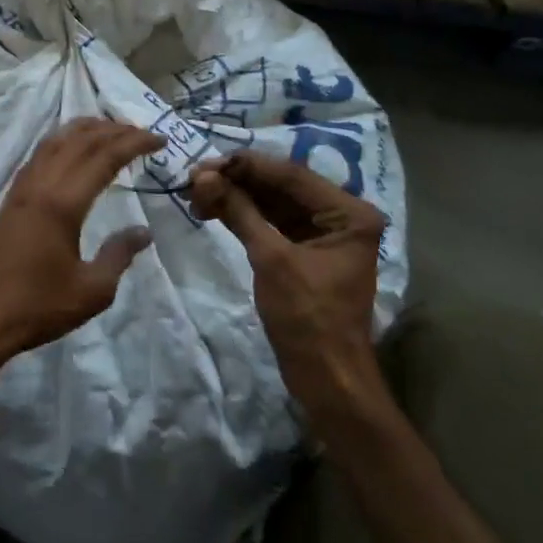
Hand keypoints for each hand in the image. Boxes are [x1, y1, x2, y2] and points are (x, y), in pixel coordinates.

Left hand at [0, 119, 161, 368]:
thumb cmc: (38, 307)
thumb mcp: (92, 290)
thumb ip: (119, 255)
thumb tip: (143, 232)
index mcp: (63, 203)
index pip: (104, 157)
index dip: (134, 143)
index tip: (160, 140)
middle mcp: (41, 185)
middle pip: (80, 141)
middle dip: (114, 130)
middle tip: (142, 132)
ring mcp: (21, 190)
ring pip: (55, 141)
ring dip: (84, 129)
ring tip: (110, 129)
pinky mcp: (10, 200)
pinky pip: (39, 155)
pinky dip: (61, 141)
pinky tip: (69, 149)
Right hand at [189, 151, 387, 425]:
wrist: (326, 379)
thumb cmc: (308, 319)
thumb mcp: (272, 260)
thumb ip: (240, 212)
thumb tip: (202, 176)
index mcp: (349, 212)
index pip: (291, 175)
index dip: (246, 166)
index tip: (205, 162)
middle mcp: (341, 216)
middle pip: (281, 186)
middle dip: (237, 181)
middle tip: (193, 177)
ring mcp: (323, 234)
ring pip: (273, 203)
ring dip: (236, 197)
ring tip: (195, 193)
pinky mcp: (305, 252)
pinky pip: (271, 223)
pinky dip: (244, 216)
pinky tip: (213, 209)